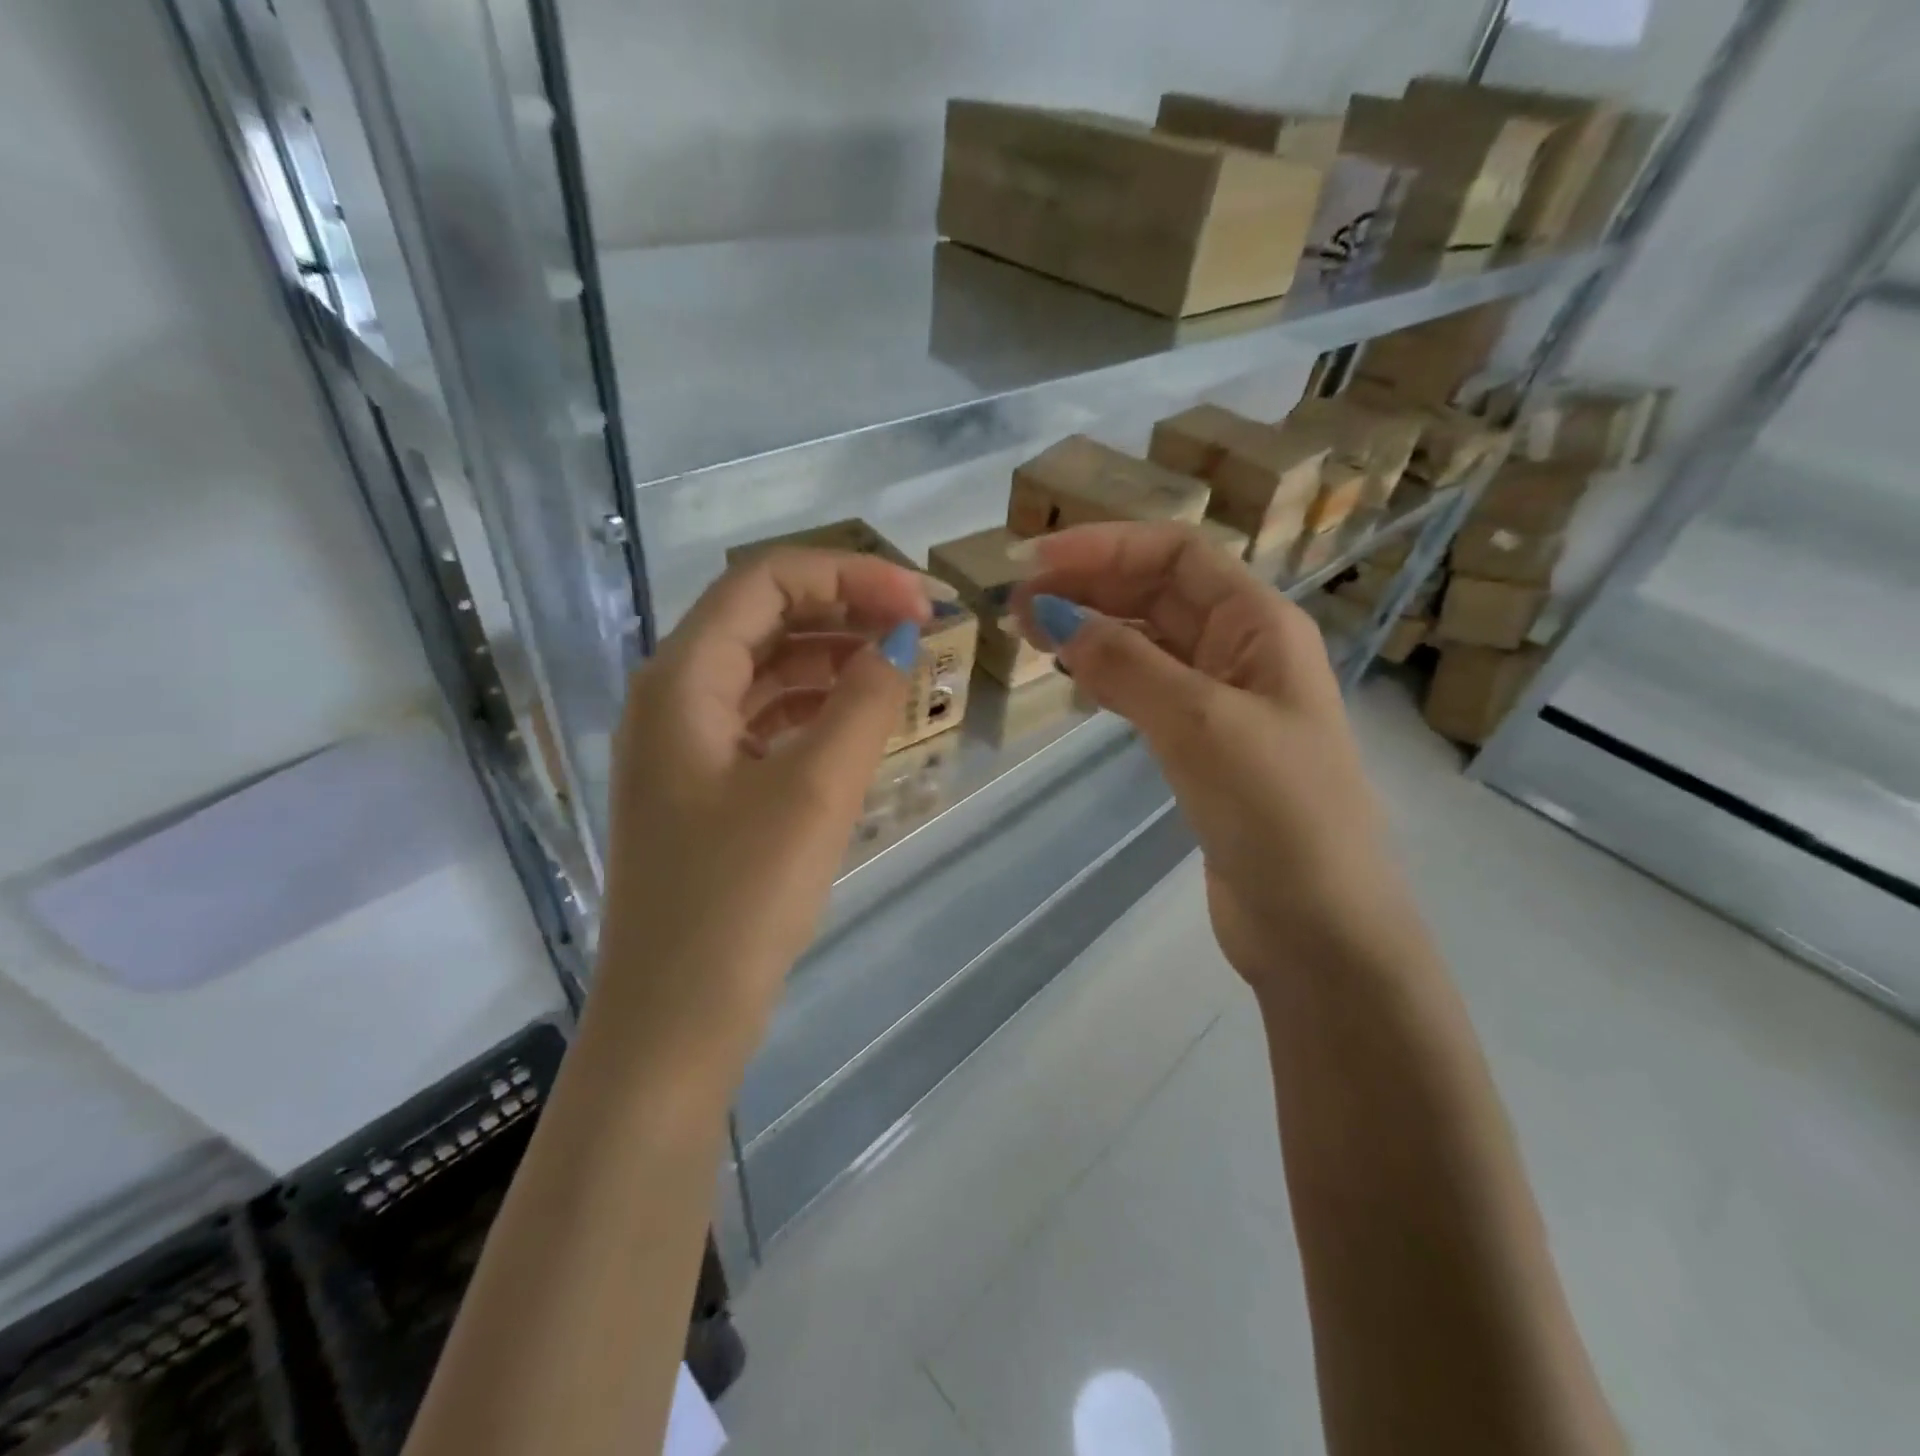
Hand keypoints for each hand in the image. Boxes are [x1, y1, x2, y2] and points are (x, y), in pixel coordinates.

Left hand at [593, 548, 933, 1074]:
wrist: (676, 1019)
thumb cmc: (739, 898)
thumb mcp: (815, 789)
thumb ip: (864, 700)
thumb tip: (902, 638)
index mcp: (682, 679)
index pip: (766, 583)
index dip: (848, 575)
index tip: (920, 600)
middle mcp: (672, 698)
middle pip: (762, 619)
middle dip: (843, 609)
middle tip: (919, 625)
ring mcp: (683, 746)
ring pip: (765, 670)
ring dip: (831, 657)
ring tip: (899, 666)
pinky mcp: (702, 788)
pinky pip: (763, 721)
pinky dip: (813, 708)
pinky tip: (857, 721)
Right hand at [1013, 523, 1415, 995]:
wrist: (1318, 924)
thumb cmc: (1276, 811)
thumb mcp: (1199, 723)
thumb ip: (1126, 663)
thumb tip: (1055, 617)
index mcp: (1260, 625)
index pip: (1176, 555)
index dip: (1105, 547)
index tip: (1036, 561)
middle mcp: (1243, 650)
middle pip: (1158, 593)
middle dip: (1089, 586)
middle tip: (1016, 605)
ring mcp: (1223, 701)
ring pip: (1148, 641)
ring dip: (1092, 628)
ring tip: (1032, 634)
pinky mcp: (1203, 746)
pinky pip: (1148, 688)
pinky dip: (1107, 675)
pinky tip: (1074, 678)